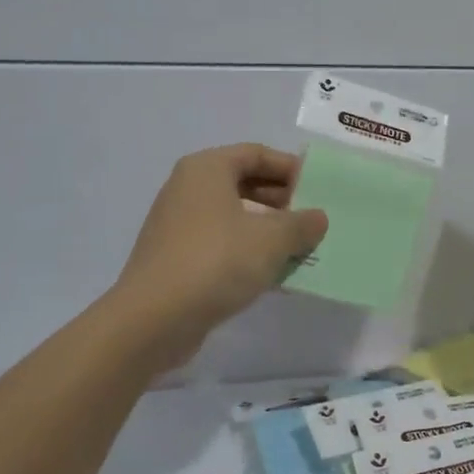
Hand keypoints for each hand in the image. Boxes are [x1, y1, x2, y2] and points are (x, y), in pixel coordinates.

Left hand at [110, 143, 327, 369]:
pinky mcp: (176, 258)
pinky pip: (221, 244)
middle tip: (313, 220)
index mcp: (207, 169)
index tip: (319, 189)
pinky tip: (273, 274)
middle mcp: (188, 189)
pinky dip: (248, 252)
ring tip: (300, 248)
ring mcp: (178, 225)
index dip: (290, 168)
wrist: (153, 320)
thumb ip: (301, 224)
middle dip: (282, 200)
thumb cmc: (216, 262)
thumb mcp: (272, 240)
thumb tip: (318, 218)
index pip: (256, 154)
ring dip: (268, 229)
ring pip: (234, 216)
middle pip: (244, 183)